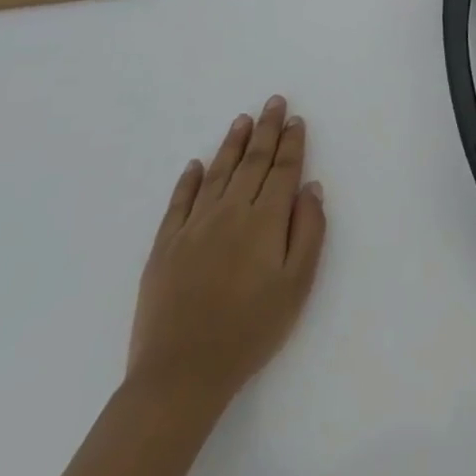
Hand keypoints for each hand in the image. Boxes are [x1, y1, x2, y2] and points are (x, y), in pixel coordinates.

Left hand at [127, 96, 326, 409]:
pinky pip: (179, 202)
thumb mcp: (297, 285)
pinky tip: (196, 164)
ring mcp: (194, 227)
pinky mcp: (165, 246)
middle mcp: (230, 212)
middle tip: (274, 101)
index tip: (296, 120)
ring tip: (243, 119)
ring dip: (233, 144)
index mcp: (265, 221)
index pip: (282, 170)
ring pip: (218, 173)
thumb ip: (309, 231)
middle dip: (266, 129)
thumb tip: (311, 188)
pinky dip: (189, 180)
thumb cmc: (250, 331)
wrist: (181, 374)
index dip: (291, 143)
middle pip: (252, 161)